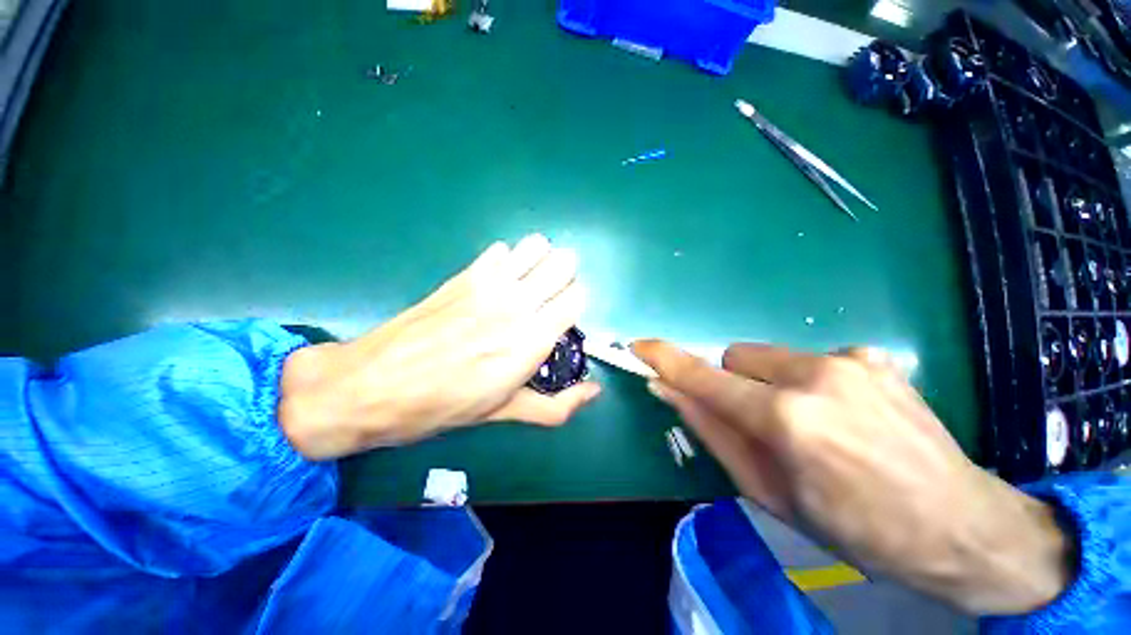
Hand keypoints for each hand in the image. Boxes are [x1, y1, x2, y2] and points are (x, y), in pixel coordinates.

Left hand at [278, 235, 599, 459]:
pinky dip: (508, 260)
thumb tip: (595, 391)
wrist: (374, 385)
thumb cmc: (444, 405)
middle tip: (548, 298)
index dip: (574, 305)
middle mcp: (519, 303)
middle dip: (564, 277)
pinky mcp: (465, 274)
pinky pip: (500, 250)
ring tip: (528, 283)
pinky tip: (497, 280)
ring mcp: (490, 283)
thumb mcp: (505, 412)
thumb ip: (557, 405)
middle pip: (564, 263)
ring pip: (536, 245)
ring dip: (540, 260)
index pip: (577, 297)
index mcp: (533, 340)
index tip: (561, 319)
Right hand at [632, 341, 1071, 615]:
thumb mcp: (767, 492)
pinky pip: (811, 359)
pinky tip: (846, 416)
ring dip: (768, 382)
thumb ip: (710, 431)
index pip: (704, 377)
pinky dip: (809, 382)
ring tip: (809, 423)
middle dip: (732, 382)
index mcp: (786, 420)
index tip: (638, 347)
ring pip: (769, 355)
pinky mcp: (872, 356)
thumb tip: (668, 390)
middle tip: (759, 421)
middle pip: (735, 355)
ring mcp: (849, 361)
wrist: (960, 528)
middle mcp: (814, 377)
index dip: (665, 360)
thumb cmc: (854, 529)